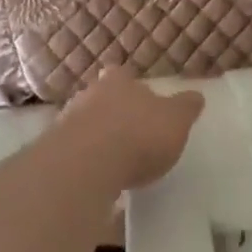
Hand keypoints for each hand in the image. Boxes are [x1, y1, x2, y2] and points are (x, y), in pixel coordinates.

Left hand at [60, 71, 205, 190]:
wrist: (87, 164)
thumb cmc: (139, 134)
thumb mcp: (176, 121)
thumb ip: (185, 108)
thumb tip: (196, 95)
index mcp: (119, 82)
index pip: (121, 74)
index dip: (128, 85)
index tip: (138, 99)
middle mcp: (89, 95)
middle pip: (99, 97)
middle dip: (111, 111)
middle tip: (126, 130)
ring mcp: (67, 122)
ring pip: (83, 123)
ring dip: (95, 137)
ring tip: (112, 158)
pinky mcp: (55, 152)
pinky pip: (73, 152)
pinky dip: (84, 161)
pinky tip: (96, 176)